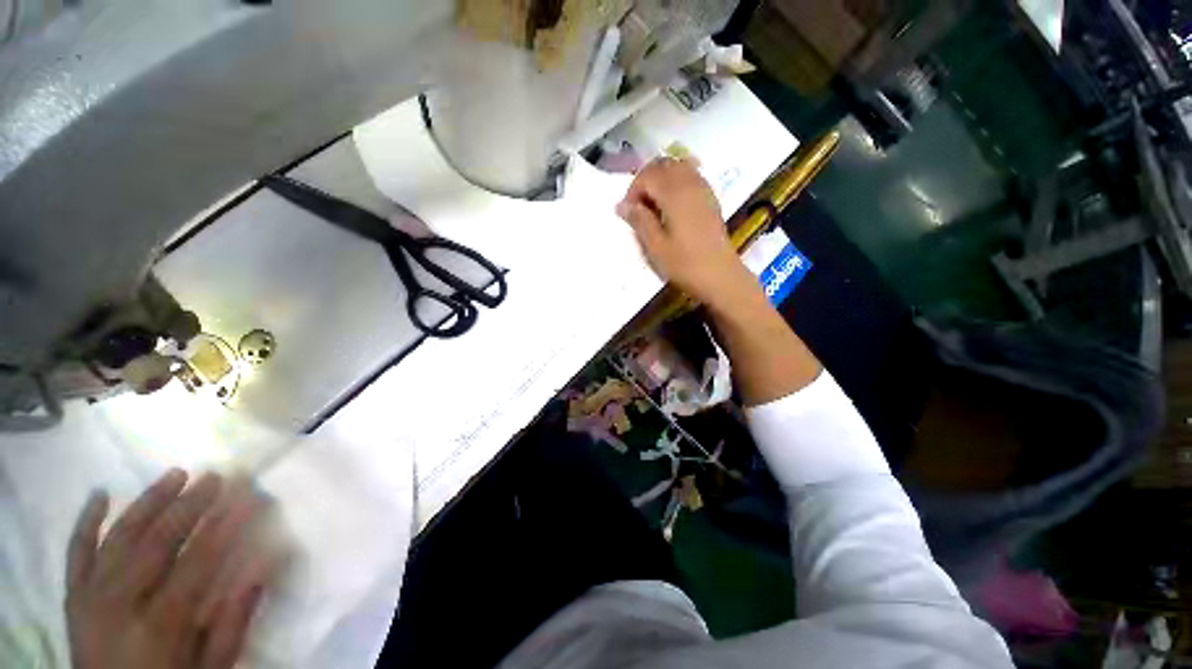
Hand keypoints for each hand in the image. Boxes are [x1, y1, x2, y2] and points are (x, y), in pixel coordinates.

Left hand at [67, 470, 272, 668]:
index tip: (250, 496)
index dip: (226, 525)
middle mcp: (120, 603)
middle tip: (216, 476)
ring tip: (176, 474)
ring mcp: (91, 596)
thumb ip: (234, 621)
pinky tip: (101, 494)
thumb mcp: (211, 668)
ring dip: (148, 503)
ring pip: (119, 538)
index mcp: (159, 624)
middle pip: (157, 542)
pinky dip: (86, 522)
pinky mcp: (74, 596)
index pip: (198, 561)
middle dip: (189, 505)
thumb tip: (265, 566)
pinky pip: (77, 553)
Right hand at [616, 157, 756, 308]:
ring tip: (654, 206)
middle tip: (639, 207)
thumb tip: (622, 205)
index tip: (629, 213)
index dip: (633, 191)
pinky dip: (676, 182)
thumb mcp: (656, 247)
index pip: (647, 175)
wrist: (721, 276)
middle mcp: (690, 184)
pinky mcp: (710, 198)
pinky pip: (690, 176)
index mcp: (675, 194)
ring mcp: (703, 189)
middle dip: (646, 180)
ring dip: (661, 180)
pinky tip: (672, 206)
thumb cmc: (685, 264)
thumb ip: (639, 221)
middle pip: (663, 165)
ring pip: (678, 167)